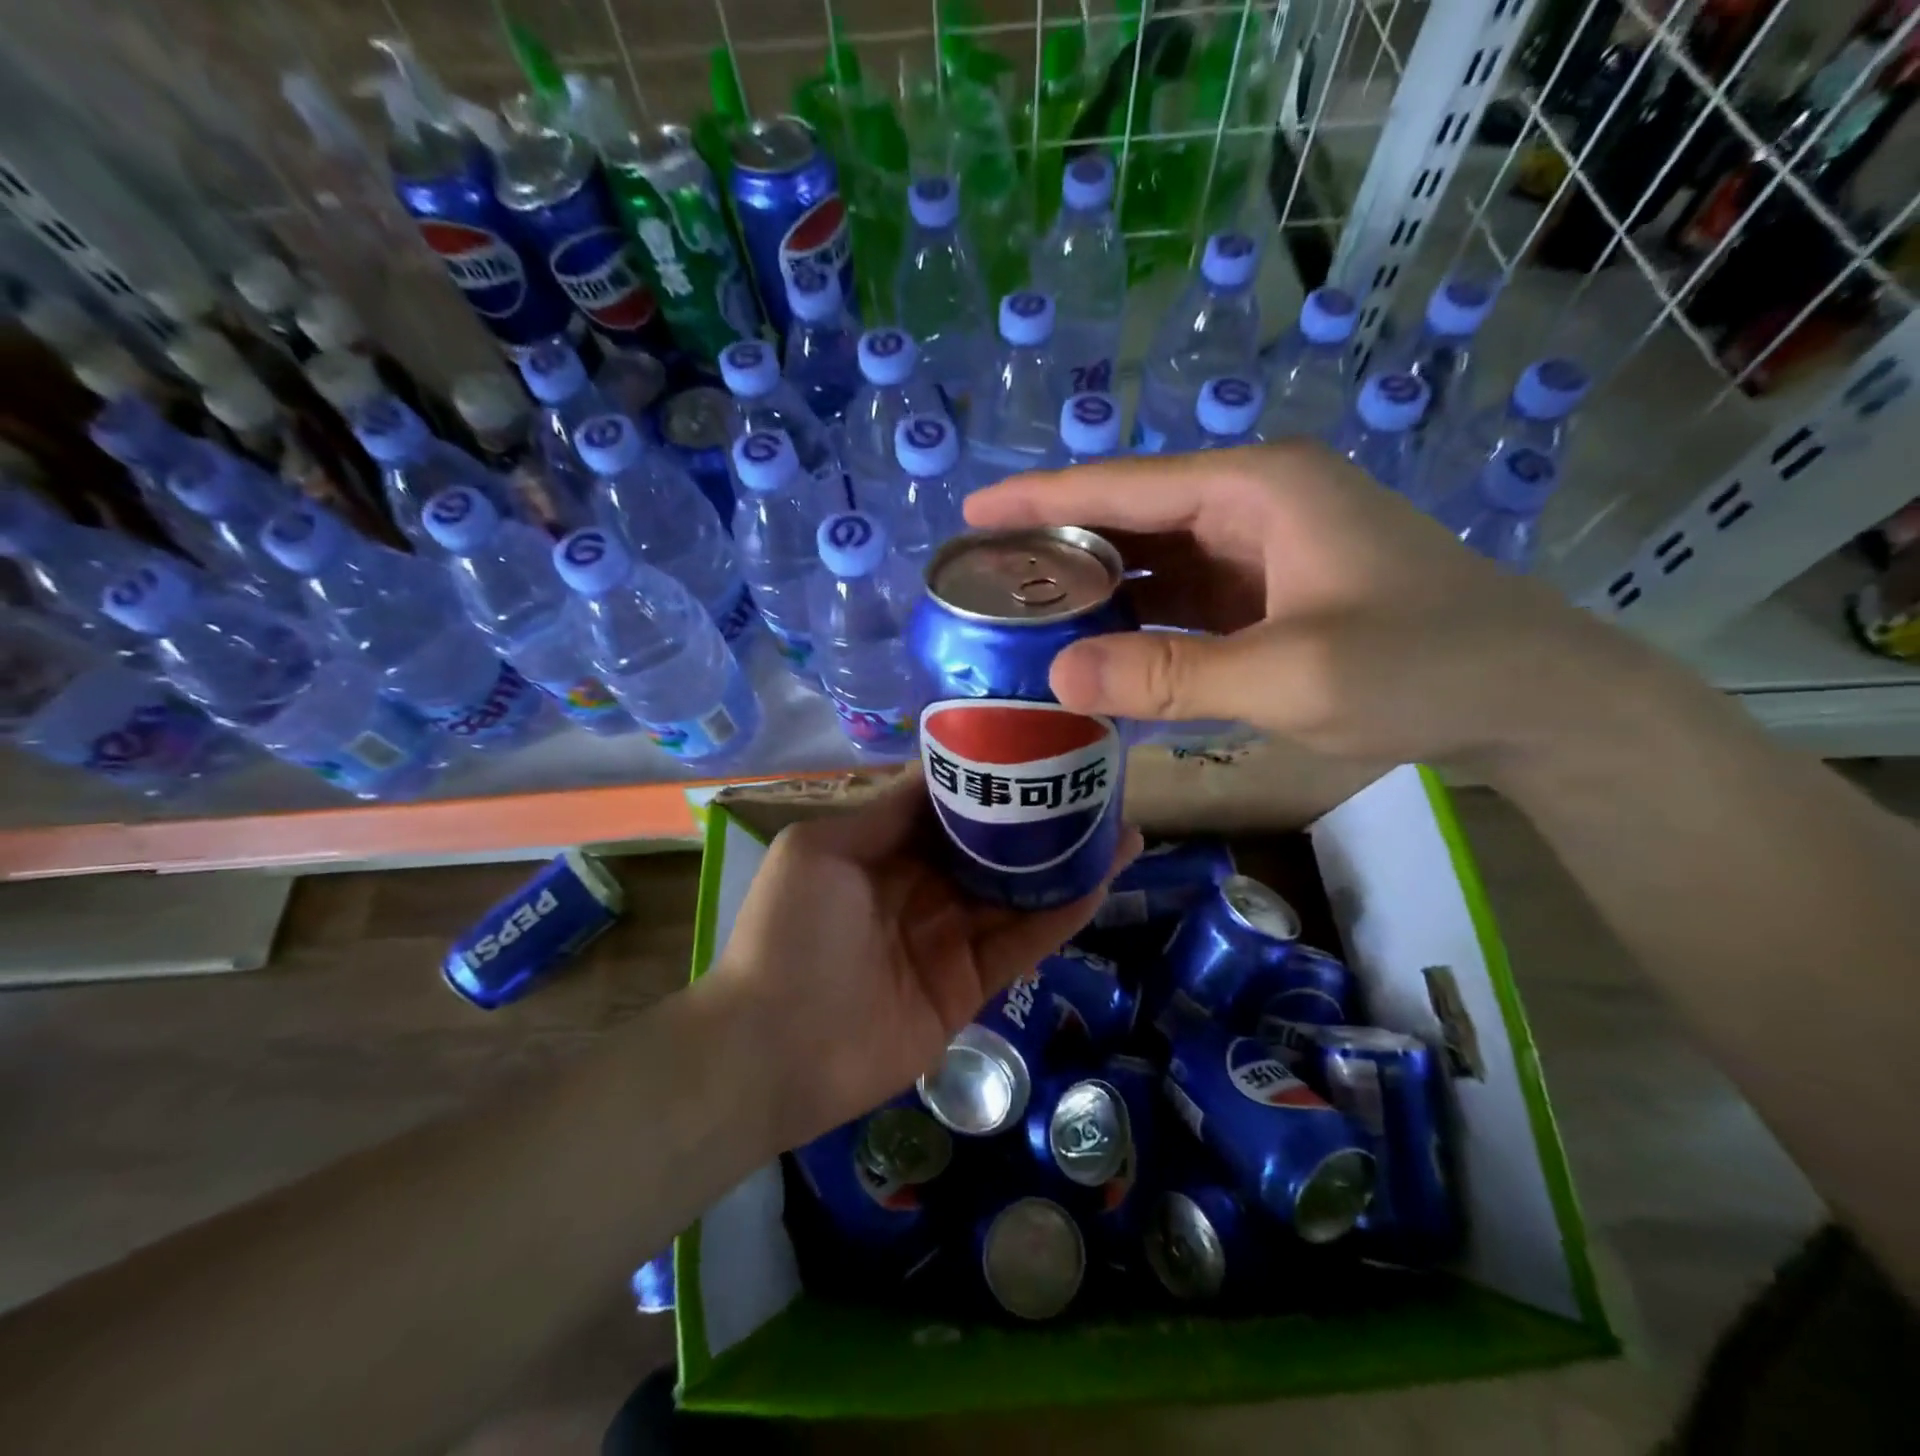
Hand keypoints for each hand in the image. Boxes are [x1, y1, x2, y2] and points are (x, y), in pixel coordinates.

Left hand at [706, 776, 1141, 1152]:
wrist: (772, 1049)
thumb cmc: (790, 933)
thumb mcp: (823, 850)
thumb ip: (886, 811)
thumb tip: (940, 768)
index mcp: (887, 851)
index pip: (950, 807)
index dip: (991, 780)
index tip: (1036, 748)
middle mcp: (925, 888)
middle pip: (993, 848)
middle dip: (1040, 821)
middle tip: (1095, 787)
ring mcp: (951, 937)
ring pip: (1019, 892)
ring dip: (1067, 863)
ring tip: (1122, 828)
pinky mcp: (972, 984)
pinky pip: (1024, 942)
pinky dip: (1063, 914)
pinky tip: (1102, 881)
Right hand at [966, 443, 1640, 773]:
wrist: (1534, 700)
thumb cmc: (1425, 668)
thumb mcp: (1290, 676)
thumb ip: (1169, 675)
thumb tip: (1056, 673)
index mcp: (1257, 490)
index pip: (1123, 486)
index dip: (1041, 499)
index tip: (970, 513)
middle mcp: (1255, 507)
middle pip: (1132, 519)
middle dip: (1059, 548)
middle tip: (986, 582)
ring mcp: (1266, 554)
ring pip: (1156, 564)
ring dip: (1096, 591)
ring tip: (1024, 619)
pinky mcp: (1274, 597)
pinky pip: (1185, 603)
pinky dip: (1140, 624)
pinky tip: (1100, 651)